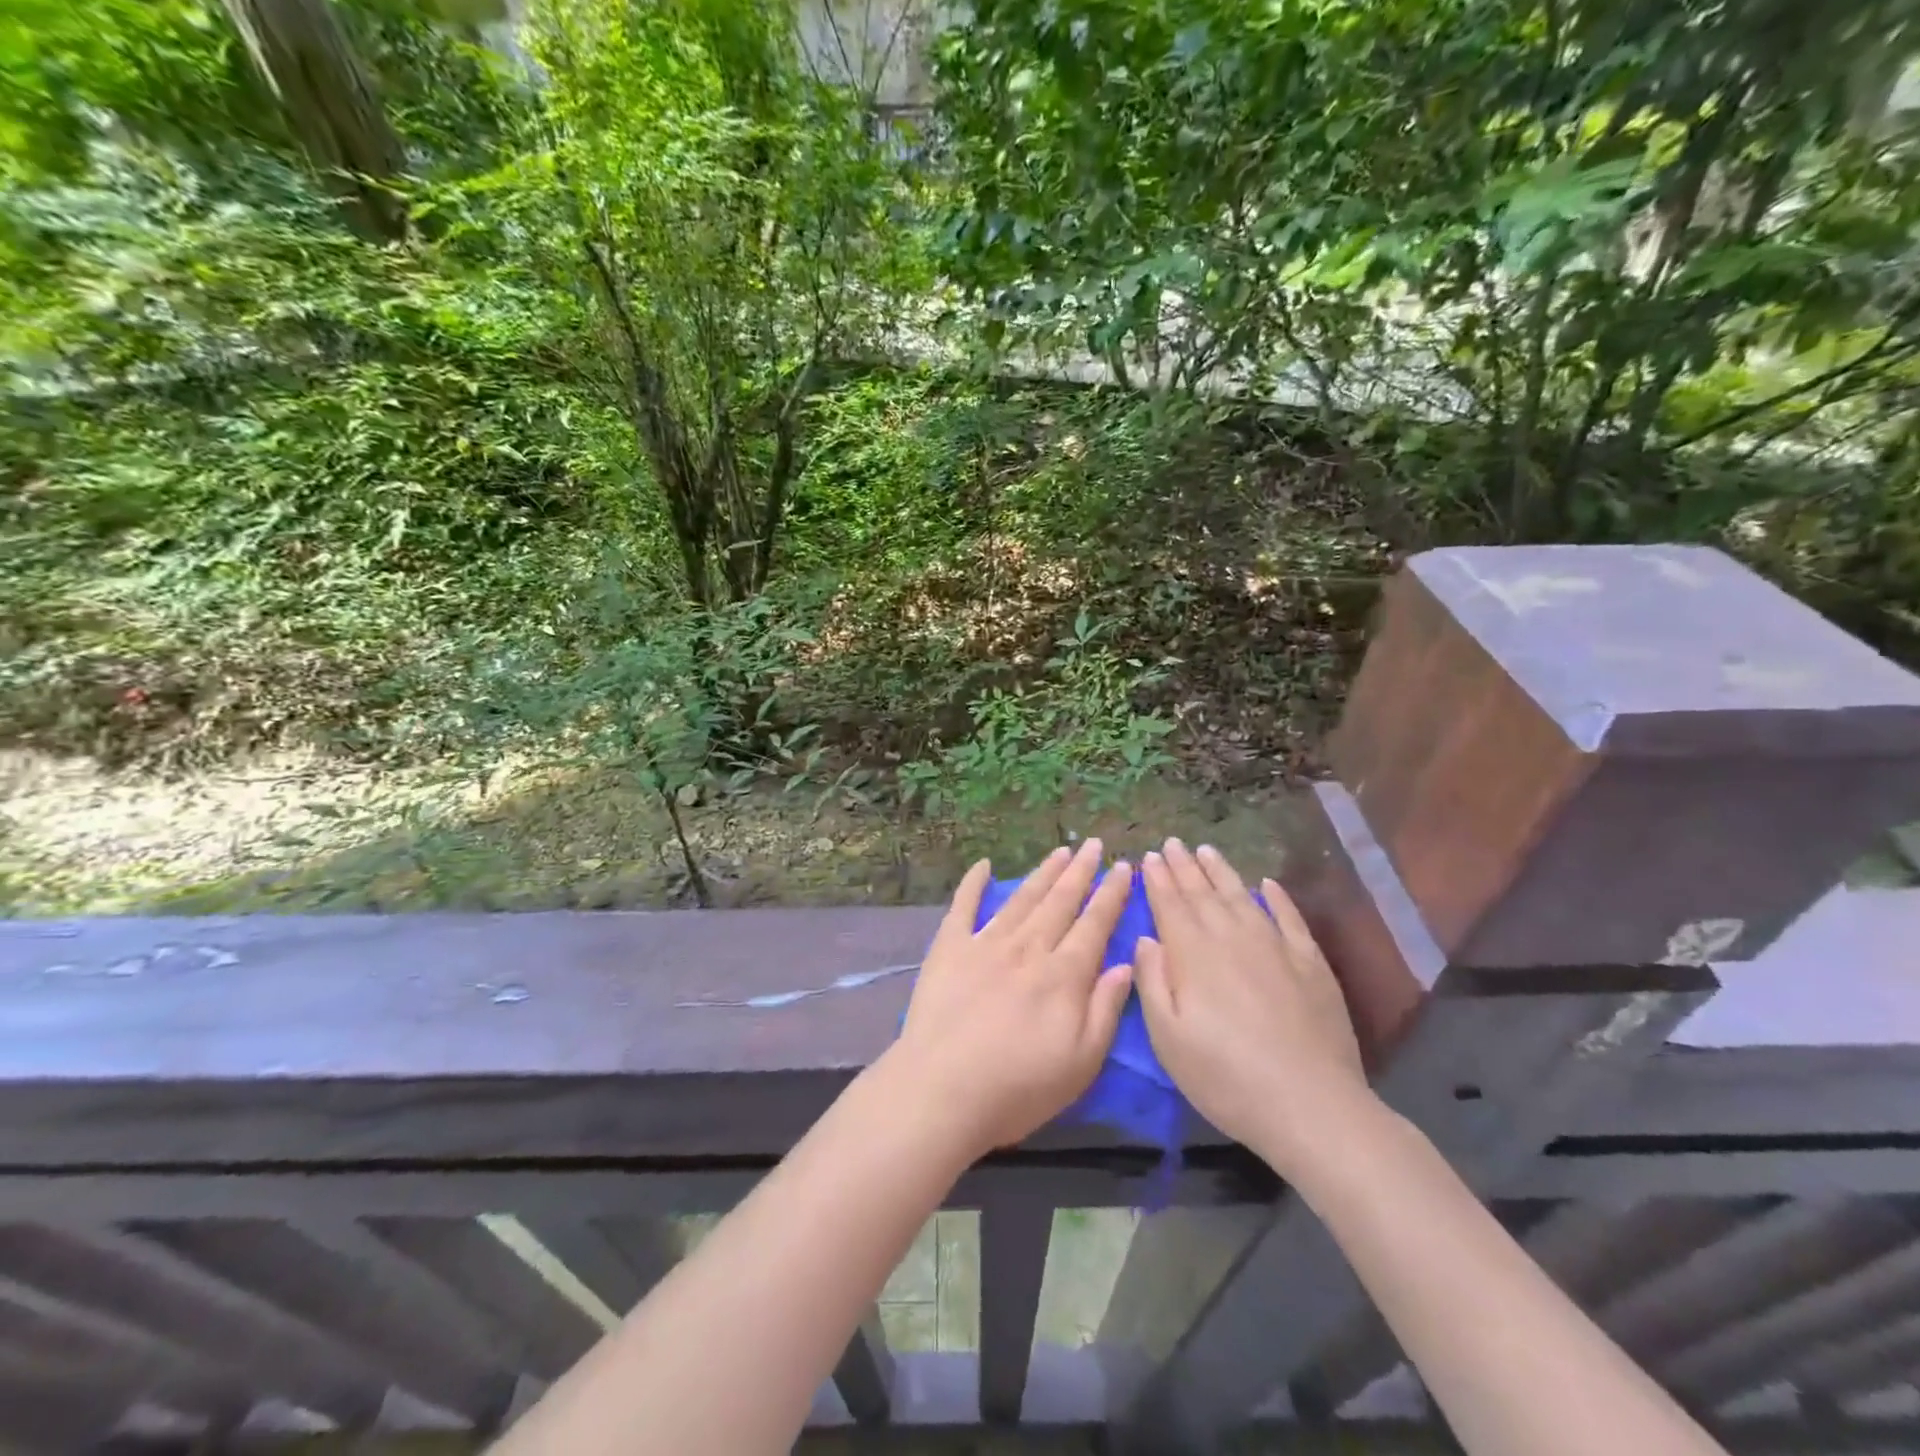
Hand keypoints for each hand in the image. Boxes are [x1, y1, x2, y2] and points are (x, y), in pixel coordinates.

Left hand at [886, 841, 1135, 1159]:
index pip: (1094, 924)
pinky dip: (974, 883)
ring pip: (1022, 898)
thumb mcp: (1081, 1062)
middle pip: (1060, 901)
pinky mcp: (949, 948)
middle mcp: (1028, 948)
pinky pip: (964, 906)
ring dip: (1043, 872)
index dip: (1111, 895)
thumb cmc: (1019, 1087)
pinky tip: (983, 864)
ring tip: (1060, 850)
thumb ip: (1105, 1009)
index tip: (1123, 868)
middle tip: (1094, 845)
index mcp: (1064, 975)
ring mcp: (986, 943)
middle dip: (1080, 871)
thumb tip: (1124, 964)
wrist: (943, 1089)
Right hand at [1133, 839, 1369, 1173]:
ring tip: (1206, 851)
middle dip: (1183, 866)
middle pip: (1203, 893)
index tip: (1148, 856)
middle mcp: (1232, 938)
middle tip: (1171, 843)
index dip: (1157, 879)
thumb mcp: (1168, 1038)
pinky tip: (1268, 884)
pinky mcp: (1310, 963)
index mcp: (1193, 954)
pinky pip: (1289, 918)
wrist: (1310, 1105)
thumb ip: (1152, 982)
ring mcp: (1275, 947)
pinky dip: (1277, 898)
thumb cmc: (1224, 1077)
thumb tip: (1146, 938)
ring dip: (1222, 872)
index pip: (1170, 904)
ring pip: (1242, 896)